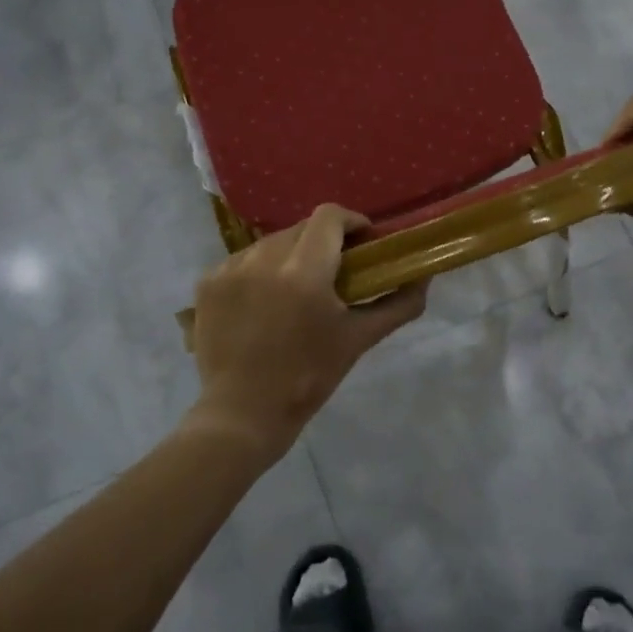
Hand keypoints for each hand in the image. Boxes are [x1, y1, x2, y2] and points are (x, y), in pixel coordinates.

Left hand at [186, 204, 426, 464]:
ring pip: (271, 243)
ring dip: (290, 256)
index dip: (351, 222)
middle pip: (301, 228)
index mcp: (304, 271)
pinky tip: (264, 302)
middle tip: (334, 271)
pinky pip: (243, 261)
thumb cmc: (308, 378)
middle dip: (323, 242)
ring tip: (296, 289)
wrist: (242, 415)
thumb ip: (398, 305)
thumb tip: (424, 279)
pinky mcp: (208, 282)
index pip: (329, 217)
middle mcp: (264, 259)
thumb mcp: (358, 340)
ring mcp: (231, 269)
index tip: (362, 243)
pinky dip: (259, 272)